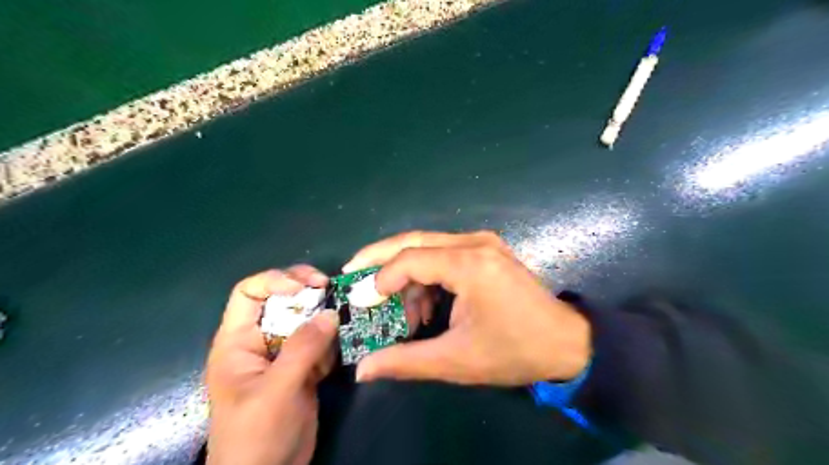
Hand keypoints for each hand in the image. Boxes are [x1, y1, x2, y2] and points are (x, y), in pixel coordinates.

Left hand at [205, 266, 337, 463]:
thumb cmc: (255, 436)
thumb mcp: (276, 391)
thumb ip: (302, 349)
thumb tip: (331, 314)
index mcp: (238, 341)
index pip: (249, 293)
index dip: (275, 280)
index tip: (306, 287)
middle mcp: (261, 341)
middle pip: (283, 300)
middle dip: (307, 293)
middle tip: (331, 290)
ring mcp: (284, 354)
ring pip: (306, 320)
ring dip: (325, 318)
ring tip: (342, 324)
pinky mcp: (303, 367)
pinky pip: (321, 342)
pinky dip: (333, 342)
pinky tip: (339, 352)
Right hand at [347, 231, 592, 386]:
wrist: (566, 342)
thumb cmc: (514, 351)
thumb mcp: (456, 360)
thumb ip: (406, 361)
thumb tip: (363, 369)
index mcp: (470, 265)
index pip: (410, 259)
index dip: (381, 279)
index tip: (362, 301)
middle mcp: (475, 243)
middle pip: (414, 239)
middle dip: (380, 257)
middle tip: (354, 274)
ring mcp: (483, 243)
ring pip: (428, 246)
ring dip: (407, 274)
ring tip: (400, 310)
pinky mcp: (487, 250)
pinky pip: (445, 253)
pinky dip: (427, 275)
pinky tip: (426, 304)